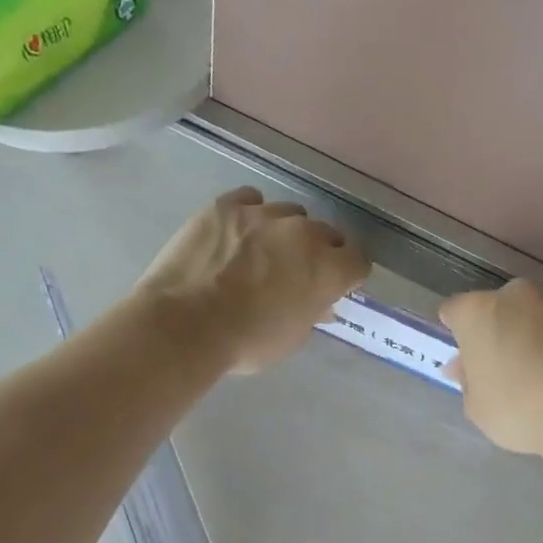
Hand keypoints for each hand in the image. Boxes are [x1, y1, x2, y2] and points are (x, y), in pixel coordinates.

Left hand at [138, 187, 368, 372]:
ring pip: (291, 214)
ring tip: (264, 251)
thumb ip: (312, 311)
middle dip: (320, 251)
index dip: (348, 274)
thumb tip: (319, 302)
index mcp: (328, 269)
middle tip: (298, 272)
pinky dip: (251, 213)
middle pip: (327, 233)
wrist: (184, 325)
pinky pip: (251, 200)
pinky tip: (238, 232)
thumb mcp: (292, 337)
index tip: (337, 285)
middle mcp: (304, 234)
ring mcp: (264, 215)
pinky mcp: (227, 206)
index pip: (358, 261)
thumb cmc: (246, 342)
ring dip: (286, 231)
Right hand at [439, 280, 542, 455]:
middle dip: (498, 331)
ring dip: (533, 335)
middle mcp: (518, 296)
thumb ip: (469, 380)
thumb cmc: (519, 409)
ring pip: (537, 316)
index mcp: (478, 311)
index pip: (455, 311)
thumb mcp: (477, 407)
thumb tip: (468, 368)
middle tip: (502, 367)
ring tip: (542, 374)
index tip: (465, 359)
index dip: (457, 334)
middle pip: (499, 308)